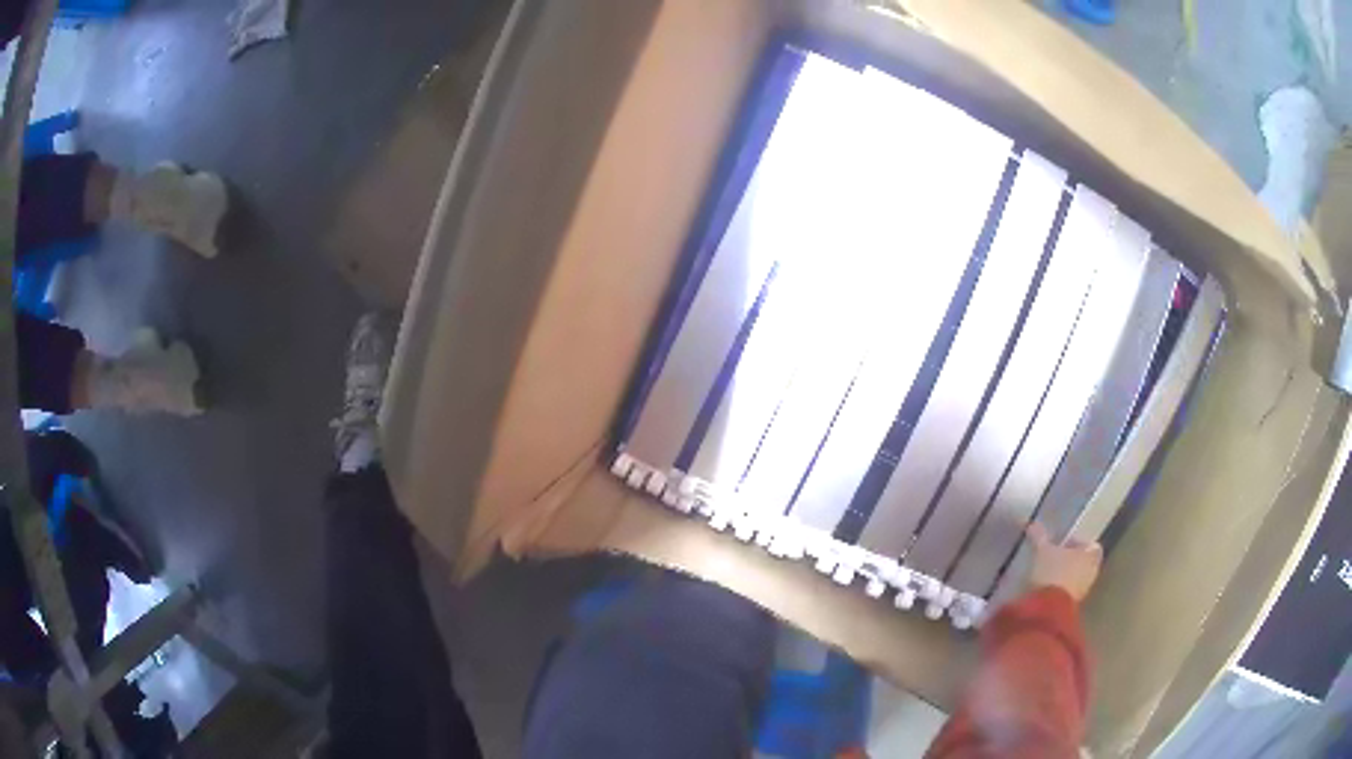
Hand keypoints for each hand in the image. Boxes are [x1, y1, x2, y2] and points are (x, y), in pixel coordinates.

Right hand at [1025, 522, 1102, 602]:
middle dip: (1069, 560)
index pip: (1091, 545)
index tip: (1062, 543)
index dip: (1078, 543)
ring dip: (1063, 576)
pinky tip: (1043, 589)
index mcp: (1091, 555)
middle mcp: (1092, 572)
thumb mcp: (1041, 551)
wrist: (1046, 611)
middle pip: (1083, 562)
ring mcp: (1082, 592)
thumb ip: (1039, 536)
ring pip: (1075, 579)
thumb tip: (1032, 523)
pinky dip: (1057, 590)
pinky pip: (1066, 594)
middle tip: (1052, 558)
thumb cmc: (1051, 573)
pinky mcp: (1070, 608)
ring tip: (1044, 575)